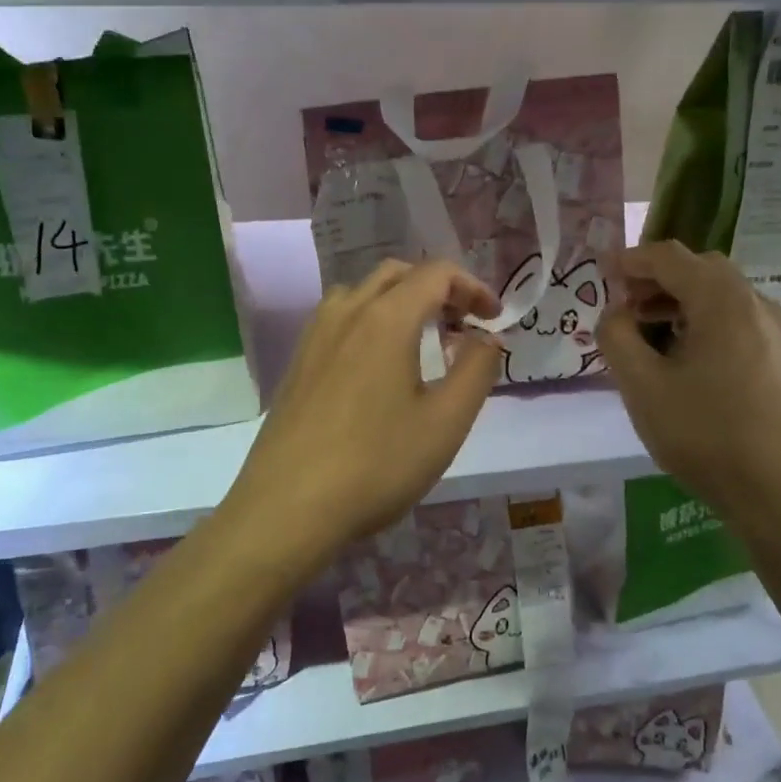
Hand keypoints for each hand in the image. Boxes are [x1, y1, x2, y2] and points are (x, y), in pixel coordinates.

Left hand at [222, 259, 502, 568]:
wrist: (287, 508)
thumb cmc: (377, 464)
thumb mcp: (445, 423)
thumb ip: (476, 370)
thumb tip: (485, 338)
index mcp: (386, 318)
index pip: (436, 273)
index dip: (473, 286)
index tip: (493, 318)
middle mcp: (346, 313)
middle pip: (397, 274)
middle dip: (438, 289)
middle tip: (462, 325)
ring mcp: (314, 336)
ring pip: (362, 293)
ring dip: (400, 302)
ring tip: (421, 341)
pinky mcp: (297, 363)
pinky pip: (339, 319)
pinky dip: (370, 321)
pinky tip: (377, 367)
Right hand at [597, 242, 780, 521]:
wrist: (780, 490)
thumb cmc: (704, 433)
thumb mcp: (641, 386)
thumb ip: (617, 338)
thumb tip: (616, 314)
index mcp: (721, 299)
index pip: (670, 257)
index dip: (631, 259)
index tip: (602, 273)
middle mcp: (755, 303)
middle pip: (701, 270)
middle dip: (658, 280)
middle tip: (626, 307)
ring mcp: (777, 332)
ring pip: (722, 298)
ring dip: (682, 303)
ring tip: (651, 337)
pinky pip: (738, 323)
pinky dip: (706, 323)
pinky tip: (688, 362)